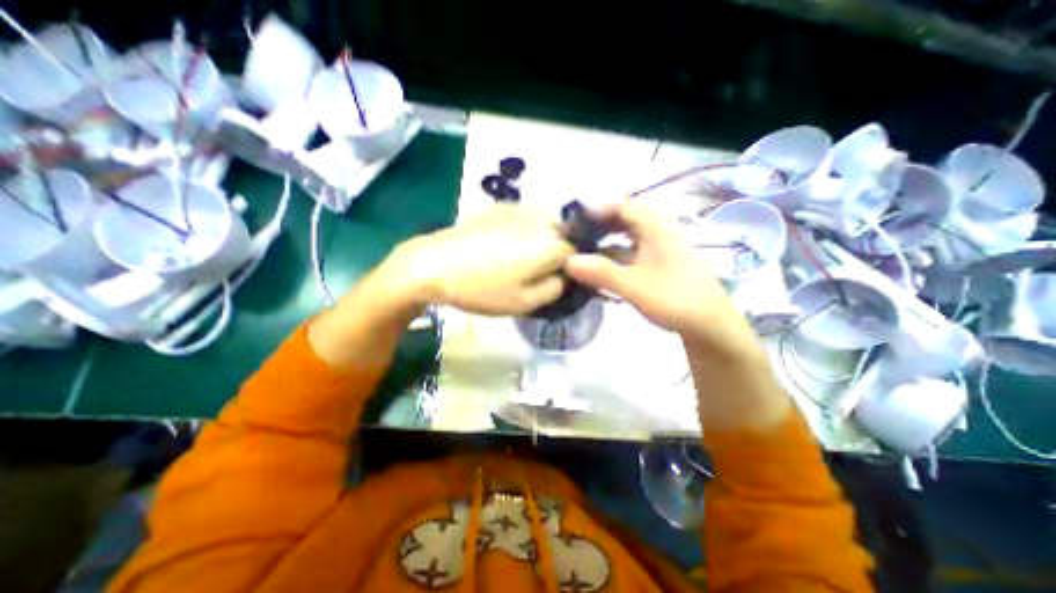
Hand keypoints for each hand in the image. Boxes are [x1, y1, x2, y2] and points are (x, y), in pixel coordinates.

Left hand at [384, 203, 573, 314]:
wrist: (434, 265)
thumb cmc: (482, 289)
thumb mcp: (524, 303)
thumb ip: (554, 289)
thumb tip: (563, 277)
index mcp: (550, 244)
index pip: (577, 253)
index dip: (569, 269)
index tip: (553, 281)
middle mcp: (540, 219)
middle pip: (561, 236)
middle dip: (554, 253)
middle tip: (533, 273)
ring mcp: (519, 209)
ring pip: (543, 226)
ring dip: (538, 242)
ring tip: (516, 260)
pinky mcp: (499, 207)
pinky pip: (524, 219)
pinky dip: (522, 231)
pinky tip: (500, 246)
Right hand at [566, 200, 787, 429]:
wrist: (711, 327)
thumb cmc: (675, 299)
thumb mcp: (634, 286)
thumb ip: (601, 272)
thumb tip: (568, 261)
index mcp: (655, 229)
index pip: (623, 206)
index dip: (597, 209)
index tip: (574, 221)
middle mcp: (657, 235)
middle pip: (623, 222)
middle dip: (598, 228)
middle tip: (575, 238)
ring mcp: (658, 253)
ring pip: (626, 242)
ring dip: (604, 246)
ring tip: (582, 256)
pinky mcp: (658, 269)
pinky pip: (631, 258)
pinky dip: (613, 262)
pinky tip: (600, 274)